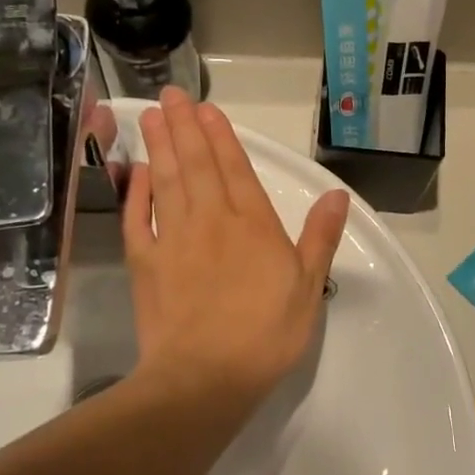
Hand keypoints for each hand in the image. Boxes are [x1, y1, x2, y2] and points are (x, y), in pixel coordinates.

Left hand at [124, 88, 349, 410]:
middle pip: (196, 165)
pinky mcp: (145, 264)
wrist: (204, 378)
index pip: (236, 169)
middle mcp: (211, 220)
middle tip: (170, 95)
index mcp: (253, 225)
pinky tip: (136, 171)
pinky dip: (137, 191)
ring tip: (152, 115)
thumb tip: (337, 194)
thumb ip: (320, 237)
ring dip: (160, 145)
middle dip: (185, 127)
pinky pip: (139, 218)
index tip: (206, 108)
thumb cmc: (266, 334)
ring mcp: (173, 240)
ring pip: (166, 181)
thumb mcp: (308, 286)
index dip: (221, 136)